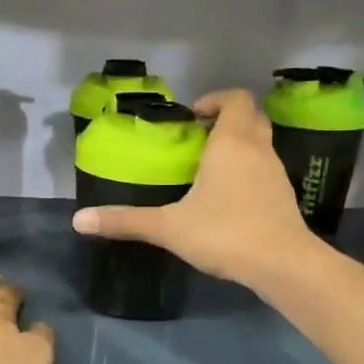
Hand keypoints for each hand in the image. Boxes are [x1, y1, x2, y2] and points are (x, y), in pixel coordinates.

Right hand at [72, 89, 321, 289]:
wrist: (282, 264)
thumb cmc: (224, 232)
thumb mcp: (168, 227)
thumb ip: (125, 221)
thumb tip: (78, 220)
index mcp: (231, 143)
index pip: (235, 99)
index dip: (215, 100)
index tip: (192, 116)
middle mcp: (258, 150)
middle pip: (251, 117)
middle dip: (226, 119)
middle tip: (198, 137)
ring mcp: (276, 173)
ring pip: (261, 144)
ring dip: (239, 146)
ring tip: (208, 168)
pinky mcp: (284, 197)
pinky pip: (265, 170)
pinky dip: (249, 171)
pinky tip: (228, 198)